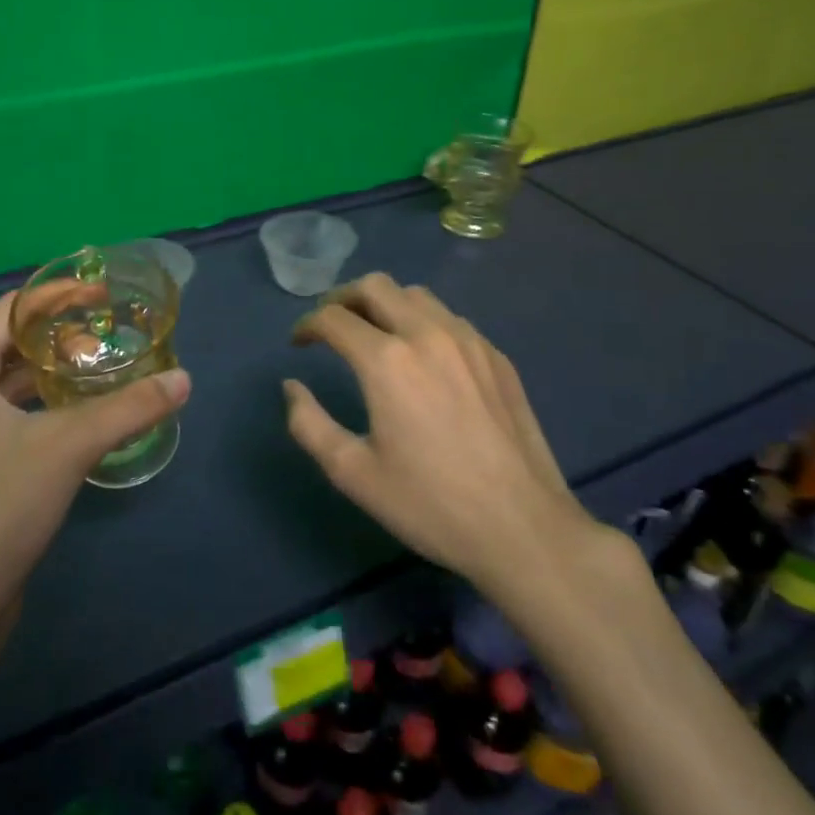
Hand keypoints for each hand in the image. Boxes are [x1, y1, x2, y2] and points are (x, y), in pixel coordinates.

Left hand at [0, 290, 190, 625]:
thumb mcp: (70, 445)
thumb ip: (129, 408)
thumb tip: (184, 381)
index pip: (10, 311)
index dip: (56, 295)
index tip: (101, 292)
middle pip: (7, 345)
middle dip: (57, 335)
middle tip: (107, 334)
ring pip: (7, 385)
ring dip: (50, 372)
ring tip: (97, 370)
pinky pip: (6, 418)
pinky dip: (41, 406)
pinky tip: (76, 419)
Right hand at [283, 273, 616, 604]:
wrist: (523, 528)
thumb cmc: (429, 504)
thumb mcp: (353, 473)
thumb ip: (309, 424)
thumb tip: (291, 387)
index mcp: (387, 360)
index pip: (334, 318)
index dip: (308, 325)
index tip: (298, 342)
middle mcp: (427, 334)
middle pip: (375, 286)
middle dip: (343, 297)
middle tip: (331, 324)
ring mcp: (469, 341)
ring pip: (416, 295)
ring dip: (385, 304)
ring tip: (374, 334)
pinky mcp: (497, 356)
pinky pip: (450, 319)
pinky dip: (422, 322)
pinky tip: (423, 357)